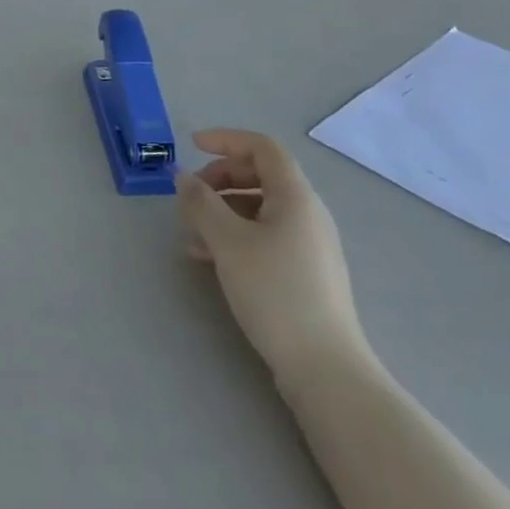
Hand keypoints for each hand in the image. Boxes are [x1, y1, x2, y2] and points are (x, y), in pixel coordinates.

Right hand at [177, 130, 368, 383]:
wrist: (325, 369)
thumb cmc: (275, 292)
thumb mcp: (227, 242)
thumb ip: (201, 203)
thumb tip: (184, 178)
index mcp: (296, 196)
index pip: (262, 147)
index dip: (226, 139)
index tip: (192, 146)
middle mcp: (307, 213)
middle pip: (260, 176)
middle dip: (220, 178)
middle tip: (190, 196)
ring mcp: (309, 245)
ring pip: (259, 209)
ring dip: (222, 211)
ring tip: (191, 235)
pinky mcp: (305, 273)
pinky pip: (265, 236)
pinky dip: (235, 236)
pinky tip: (209, 259)